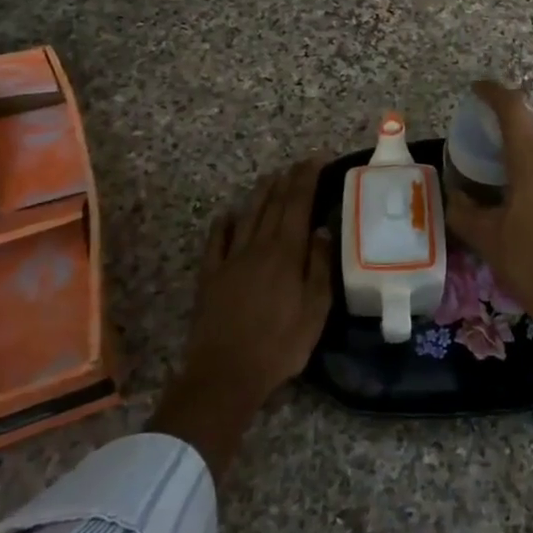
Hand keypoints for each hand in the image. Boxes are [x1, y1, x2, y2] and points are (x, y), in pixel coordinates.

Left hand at [150, 157, 331, 479]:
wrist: (225, 374)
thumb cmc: (279, 345)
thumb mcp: (315, 310)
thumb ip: (320, 266)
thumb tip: (322, 230)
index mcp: (286, 253)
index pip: (298, 204)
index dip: (307, 178)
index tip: (317, 159)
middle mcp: (258, 247)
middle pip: (273, 204)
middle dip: (288, 180)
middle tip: (299, 163)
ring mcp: (230, 260)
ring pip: (247, 216)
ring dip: (260, 194)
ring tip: (271, 177)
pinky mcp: (210, 277)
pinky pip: (216, 242)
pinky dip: (223, 224)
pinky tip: (228, 214)